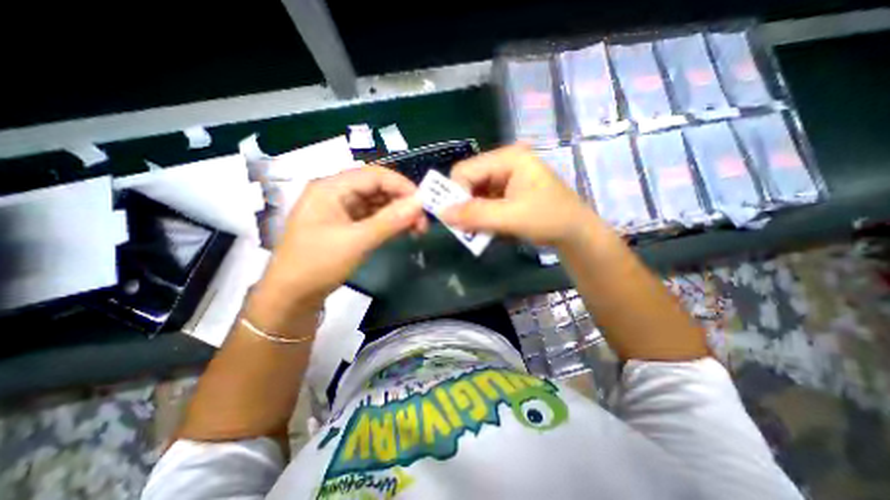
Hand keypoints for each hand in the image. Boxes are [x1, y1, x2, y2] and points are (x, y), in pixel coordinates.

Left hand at [248, 165, 424, 326]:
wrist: (292, 297)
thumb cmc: (317, 265)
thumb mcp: (356, 242)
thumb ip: (390, 220)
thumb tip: (420, 202)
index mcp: (331, 188)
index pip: (374, 175)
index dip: (402, 185)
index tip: (424, 203)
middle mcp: (336, 193)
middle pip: (377, 188)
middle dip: (403, 202)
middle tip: (423, 222)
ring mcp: (341, 210)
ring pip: (377, 203)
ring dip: (399, 214)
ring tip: (418, 230)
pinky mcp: (346, 225)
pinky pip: (373, 217)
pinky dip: (390, 223)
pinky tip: (403, 232)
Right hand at [441, 143, 601, 245]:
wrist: (575, 233)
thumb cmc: (549, 219)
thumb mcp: (511, 217)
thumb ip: (476, 215)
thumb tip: (441, 214)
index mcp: (508, 158)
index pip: (465, 170)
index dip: (456, 194)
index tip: (457, 219)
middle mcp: (504, 162)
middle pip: (468, 180)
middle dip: (464, 205)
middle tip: (465, 227)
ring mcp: (506, 177)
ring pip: (474, 193)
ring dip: (472, 213)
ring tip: (477, 230)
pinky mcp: (507, 191)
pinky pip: (483, 201)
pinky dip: (481, 216)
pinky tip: (487, 227)